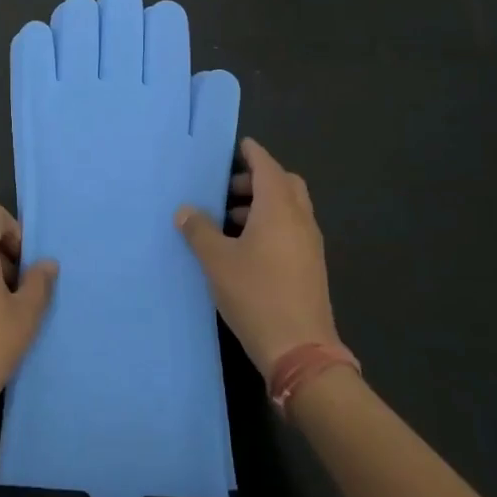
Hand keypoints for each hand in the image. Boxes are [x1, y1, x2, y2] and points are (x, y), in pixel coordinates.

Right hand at [175, 138, 337, 376]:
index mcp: (279, 209)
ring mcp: (310, 244)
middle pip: (284, 184)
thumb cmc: (256, 295)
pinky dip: (272, 224)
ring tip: (229, 220)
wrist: (300, 350)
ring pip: (289, 208)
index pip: (267, 166)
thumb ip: (199, 231)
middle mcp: (300, 219)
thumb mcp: (217, 261)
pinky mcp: (311, 266)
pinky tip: (246, 247)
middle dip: (258, 179)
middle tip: (228, 189)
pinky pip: (291, 229)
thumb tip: (185, 210)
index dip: (252, 154)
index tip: (239, 146)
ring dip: (263, 204)